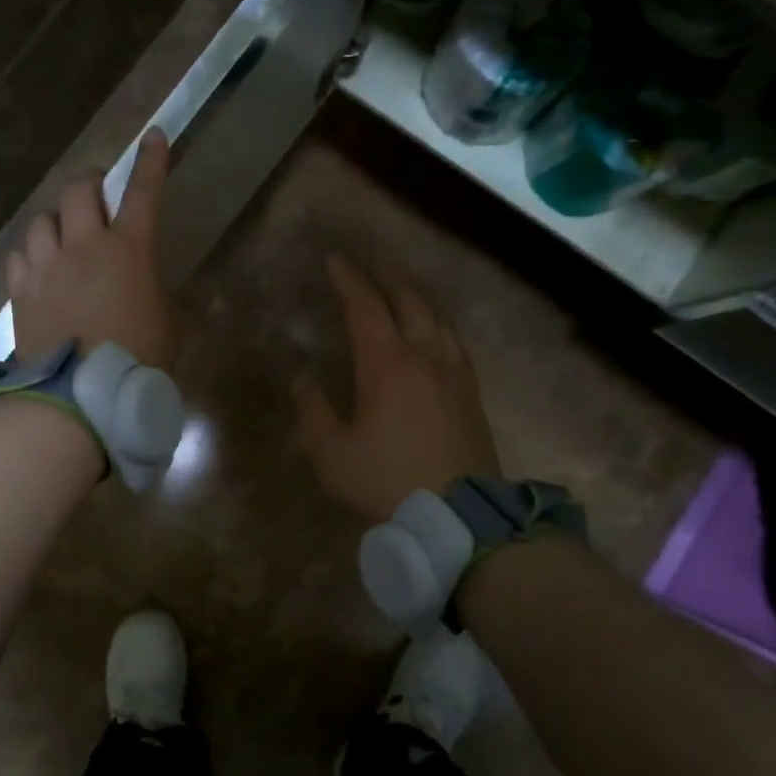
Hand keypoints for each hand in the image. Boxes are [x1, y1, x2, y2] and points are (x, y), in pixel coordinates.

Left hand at [7, 127, 174, 368]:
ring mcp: (47, 267)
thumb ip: (150, 288)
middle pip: (80, 190)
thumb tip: (138, 279)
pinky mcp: (21, 291)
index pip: (144, 192)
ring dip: (56, 222)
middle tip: (96, 193)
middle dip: (89, 183)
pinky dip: (31, 256)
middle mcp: (85, 246)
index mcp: (130, 250)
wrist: (81, 396)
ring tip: (62, 239)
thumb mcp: (164, 321)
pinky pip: (20, 256)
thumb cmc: (138, 361)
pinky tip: (37, 270)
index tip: (153, 135)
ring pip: (43, 220)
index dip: (151, 161)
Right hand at [294, 254, 500, 520]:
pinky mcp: (472, 392)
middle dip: (384, 278)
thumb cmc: (387, 480)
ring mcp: (454, 372)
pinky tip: (432, 332)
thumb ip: (314, 412)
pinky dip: (436, 323)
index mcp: (386, 364)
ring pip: (436, 317)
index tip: (334, 260)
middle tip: (367, 266)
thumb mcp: (333, 454)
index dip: (348, 279)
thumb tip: (304, 380)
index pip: (365, 306)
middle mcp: (424, 356)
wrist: (459, 515)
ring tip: (399, 291)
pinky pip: (453, 340)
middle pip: (408, 301)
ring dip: (414, 297)